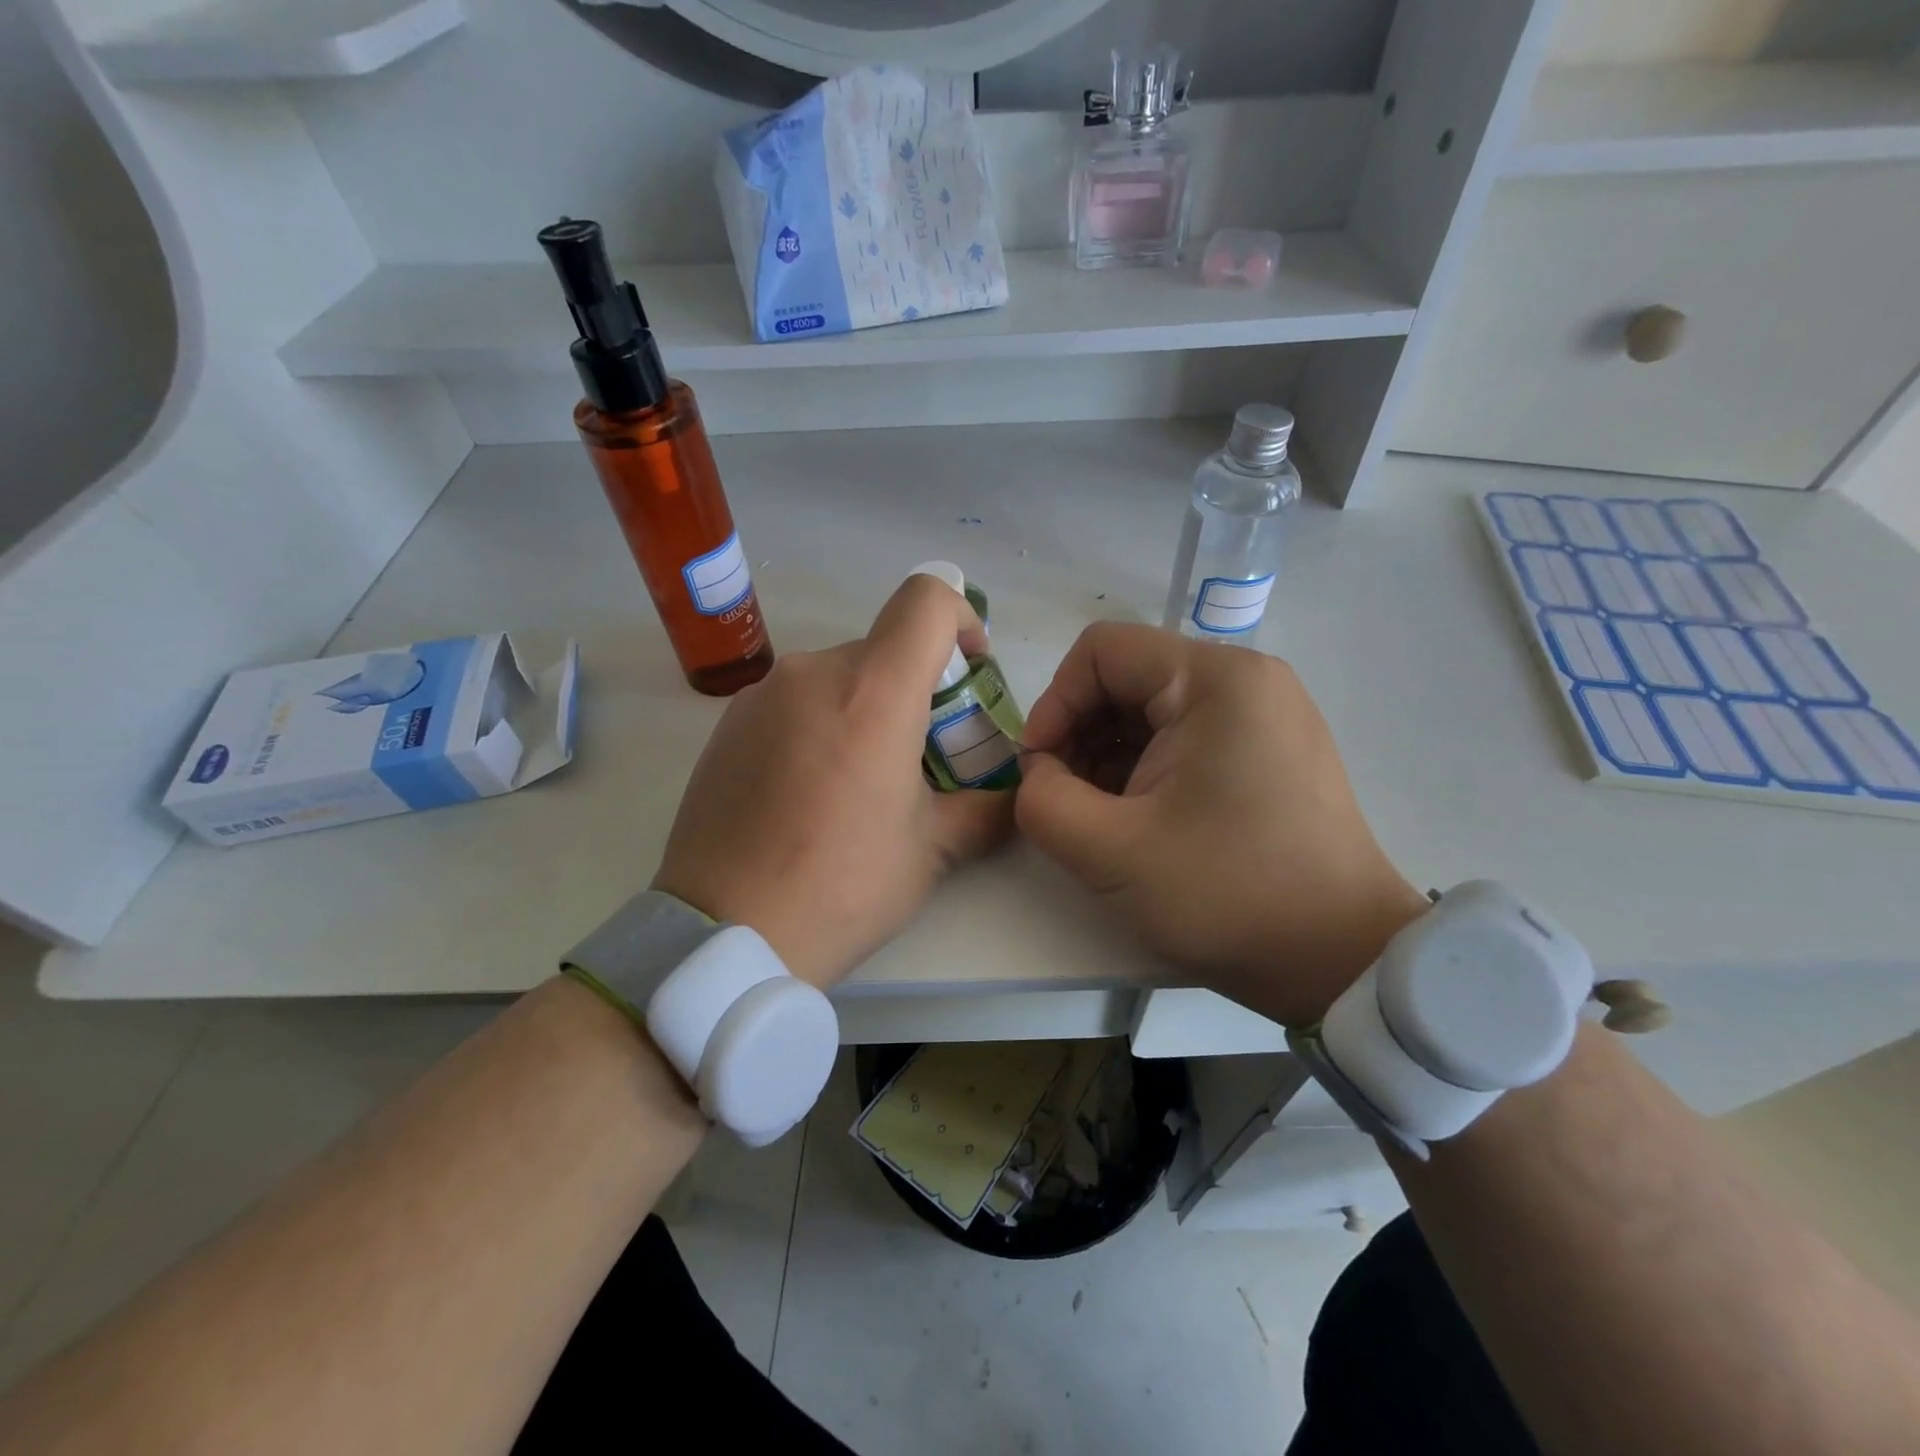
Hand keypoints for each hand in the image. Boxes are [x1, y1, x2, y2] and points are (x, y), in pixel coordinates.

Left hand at [653, 575, 1013, 986]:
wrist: (724, 932)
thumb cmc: (843, 885)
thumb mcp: (933, 851)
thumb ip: (987, 808)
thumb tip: (1014, 795)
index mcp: (873, 691)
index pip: (927, 599)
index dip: (963, 618)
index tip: (970, 670)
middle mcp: (813, 672)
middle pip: (885, 648)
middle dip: (917, 687)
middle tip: (922, 756)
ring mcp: (762, 695)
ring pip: (838, 676)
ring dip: (866, 708)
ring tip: (861, 782)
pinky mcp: (728, 723)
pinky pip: (794, 701)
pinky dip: (820, 723)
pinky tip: (810, 791)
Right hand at [1016, 623, 1428, 1025]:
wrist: (1341, 961)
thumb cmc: (1227, 895)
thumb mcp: (1110, 851)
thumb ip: (1042, 800)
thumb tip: (1039, 773)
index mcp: (1216, 680)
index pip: (1102, 651)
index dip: (1054, 704)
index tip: (1039, 770)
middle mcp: (1247, 680)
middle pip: (1128, 678)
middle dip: (1080, 735)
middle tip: (1064, 799)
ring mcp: (1266, 715)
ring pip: (1154, 711)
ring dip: (1108, 756)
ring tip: (1100, 817)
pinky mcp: (1271, 751)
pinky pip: (1187, 737)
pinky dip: (1145, 769)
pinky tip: (1138, 820)